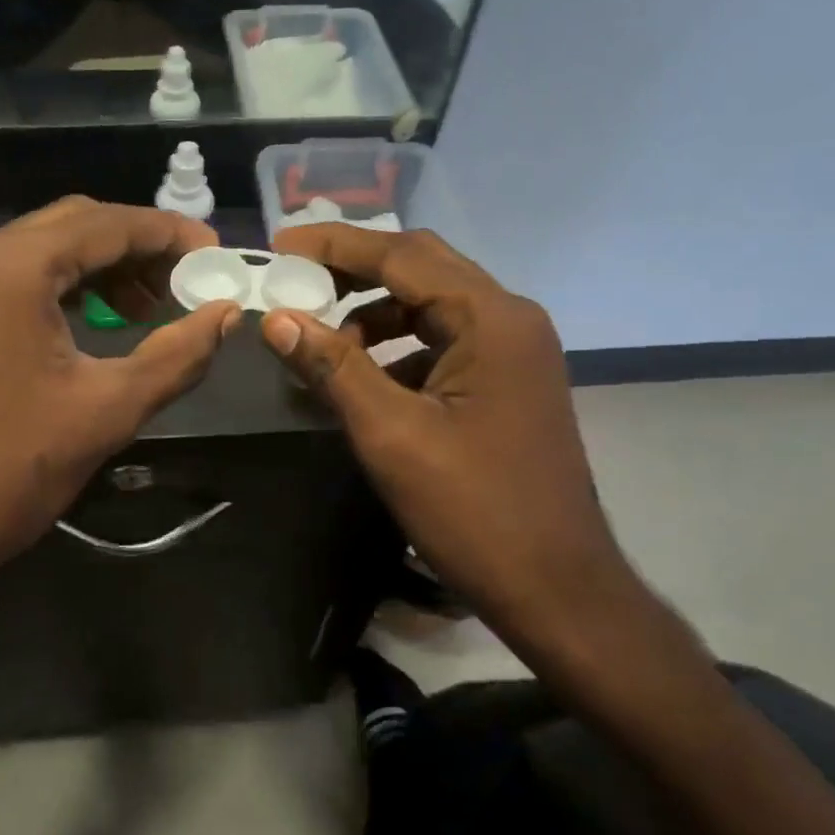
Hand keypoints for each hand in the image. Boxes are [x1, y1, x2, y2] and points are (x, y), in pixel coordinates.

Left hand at [0, 199, 240, 611]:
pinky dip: (69, 285)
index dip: (169, 234)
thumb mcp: (109, 409)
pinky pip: (22, 276)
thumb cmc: (12, 468)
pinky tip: (103, 318)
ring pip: (48, 248)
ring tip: (152, 305)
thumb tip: (227, 315)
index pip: (107, 224)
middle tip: (188, 279)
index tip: (216, 255)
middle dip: (138, 246)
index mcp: (12, 266)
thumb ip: (178, 354)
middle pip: (76, 224)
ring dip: (104, 266)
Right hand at [257, 225, 631, 649]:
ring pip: (432, 304)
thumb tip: (277, 318)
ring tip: (321, 335)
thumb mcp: (390, 434)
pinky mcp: (508, 381)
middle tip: (296, 278)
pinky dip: (398, 344)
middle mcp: (510, 318)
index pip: (402, 255)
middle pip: (422, 266)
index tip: (280, 246)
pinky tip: (363, 373)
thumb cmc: (473, 510)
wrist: (557, 589)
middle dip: (355, 268)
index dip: (336, 246)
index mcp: (491, 318)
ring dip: (374, 310)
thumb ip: (333, 366)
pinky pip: (444, 340)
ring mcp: (514, 350)